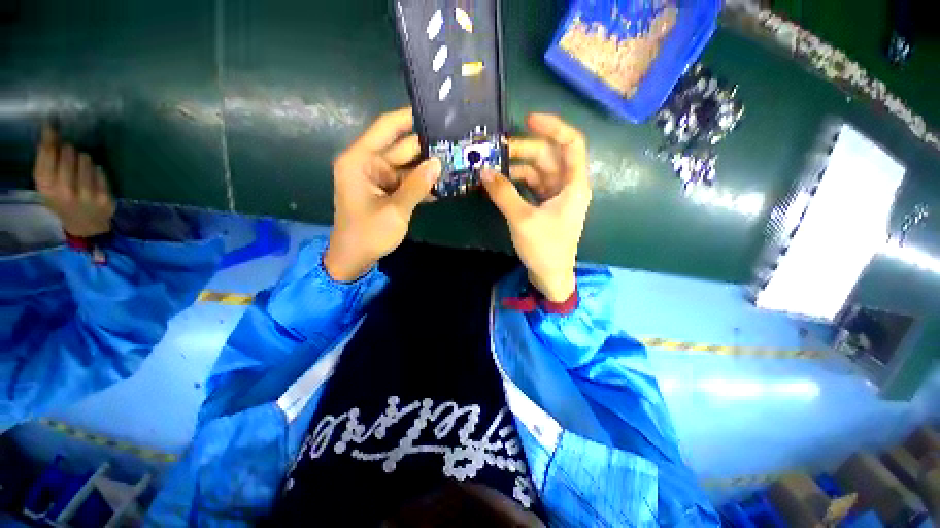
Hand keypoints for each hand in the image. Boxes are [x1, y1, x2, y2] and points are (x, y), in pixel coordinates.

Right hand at [33, 124, 114, 237]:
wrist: (85, 226)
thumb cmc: (62, 201)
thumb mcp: (47, 185)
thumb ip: (47, 161)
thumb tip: (51, 131)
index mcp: (46, 186)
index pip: (47, 152)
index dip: (51, 136)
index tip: (53, 125)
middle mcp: (64, 190)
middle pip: (68, 152)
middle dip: (69, 149)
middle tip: (70, 154)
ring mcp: (86, 194)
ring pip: (86, 159)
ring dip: (84, 160)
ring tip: (81, 169)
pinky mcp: (104, 197)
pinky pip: (101, 171)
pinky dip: (97, 170)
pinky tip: (93, 177)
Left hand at [324, 108, 441, 281]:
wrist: (354, 259)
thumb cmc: (368, 234)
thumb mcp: (395, 210)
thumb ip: (417, 185)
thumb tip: (438, 163)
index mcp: (361, 160)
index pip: (386, 128)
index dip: (408, 117)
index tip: (434, 109)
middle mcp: (369, 163)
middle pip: (402, 147)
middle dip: (427, 145)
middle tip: (455, 140)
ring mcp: (379, 178)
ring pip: (408, 165)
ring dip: (429, 166)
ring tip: (456, 159)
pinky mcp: (388, 191)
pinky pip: (408, 181)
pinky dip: (423, 182)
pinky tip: (445, 182)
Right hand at [481, 114, 590, 301]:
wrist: (551, 276)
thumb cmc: (545, 249)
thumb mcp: (522, 219)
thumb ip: (503, 193)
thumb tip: (484, 171)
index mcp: (574, 184)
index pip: (571, 143)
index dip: (553, 126)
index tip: (528, 120)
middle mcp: (568, 185)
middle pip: (549, 155)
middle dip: (525, 149)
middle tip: (498, 150)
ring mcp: (556, 196)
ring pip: (539, 170)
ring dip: (518, 166)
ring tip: (494, 166)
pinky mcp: (546, 206)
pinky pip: (532, 185)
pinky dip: (517, 182)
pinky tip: (501, 182)